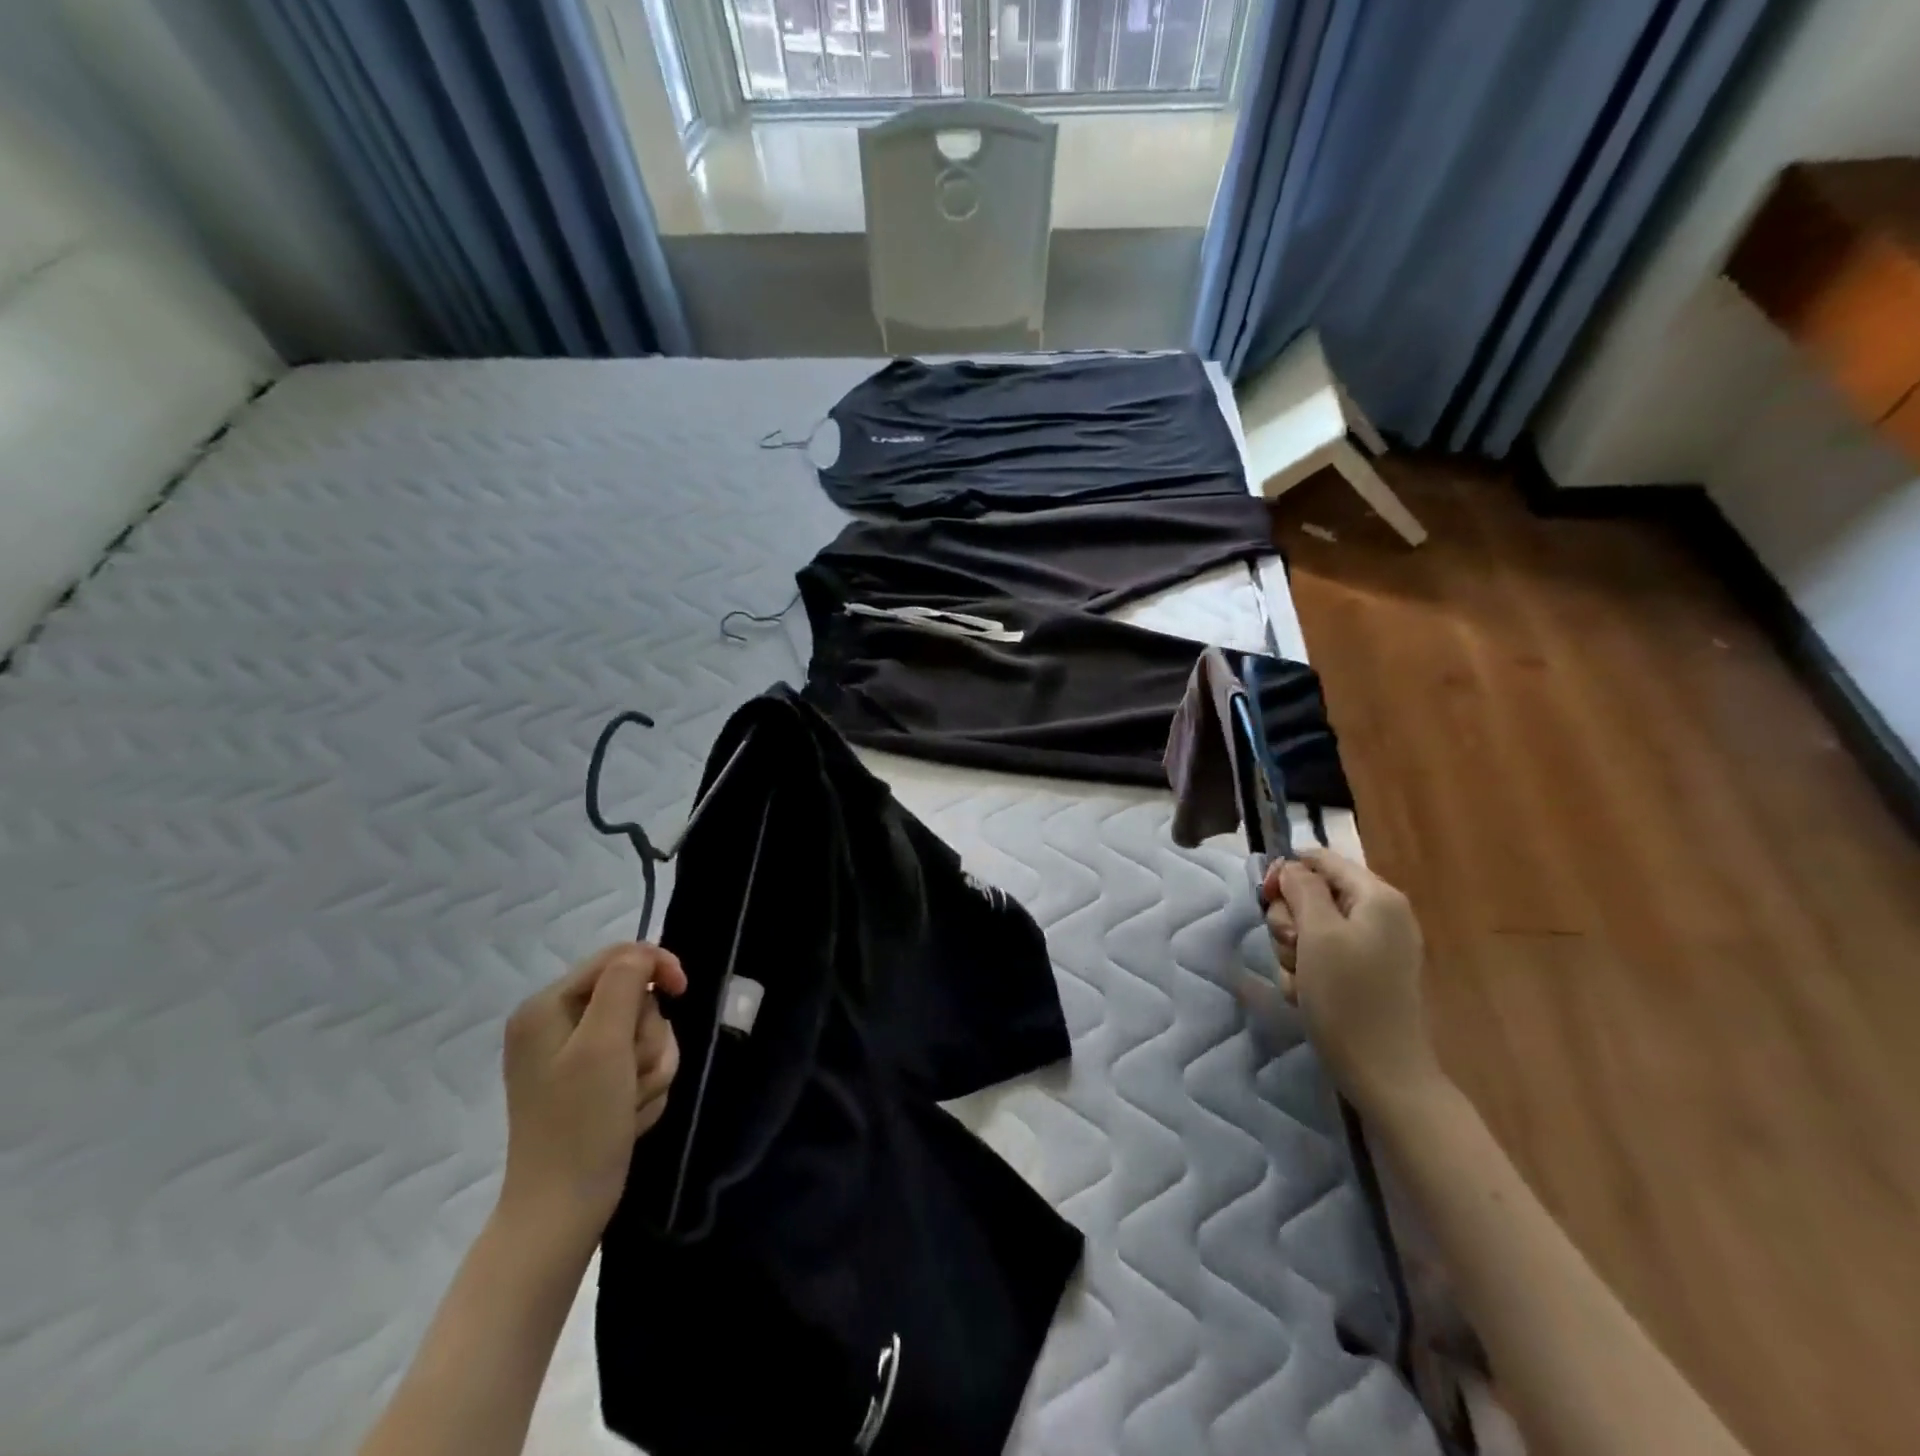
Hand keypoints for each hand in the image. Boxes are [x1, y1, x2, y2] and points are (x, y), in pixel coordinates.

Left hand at [499, 943, 686, 1239]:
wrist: (562, 1211)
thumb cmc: (581, 1124)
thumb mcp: (604, 1044)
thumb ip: (623, 984)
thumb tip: (642, 955)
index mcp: (547, 1006)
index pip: (618, 958)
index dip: (657, 967)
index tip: (683, 991)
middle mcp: (554, 1024)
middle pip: (635, 999)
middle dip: (649, 1036)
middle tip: (635, 1076)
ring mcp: (572, 1057)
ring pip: (643, 1033)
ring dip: (651, 1066)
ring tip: (632, 1102)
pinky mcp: (589, 1083)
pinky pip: (637, 1063)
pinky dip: (644, 1086)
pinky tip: (629, 1115)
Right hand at [1240, 848, 1441, 1115]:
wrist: (1382, 1072)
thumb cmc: (1348, 996)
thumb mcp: (1317, 933)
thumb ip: (1302, 889)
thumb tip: (1292, 866)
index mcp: (1377, 896)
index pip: (1320, 859)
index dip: (1288, 871)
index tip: (1265, 897)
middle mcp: (1378, 914)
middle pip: (1311, 893)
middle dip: (1289, 919)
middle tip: (1292, 947)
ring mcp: (1372, 945)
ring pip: (1308, 926)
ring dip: (1292, 950)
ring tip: (1301, 978)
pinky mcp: (1362, 973)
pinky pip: (1319, 955)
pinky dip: (1305, 971)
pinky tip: (1306, 994)